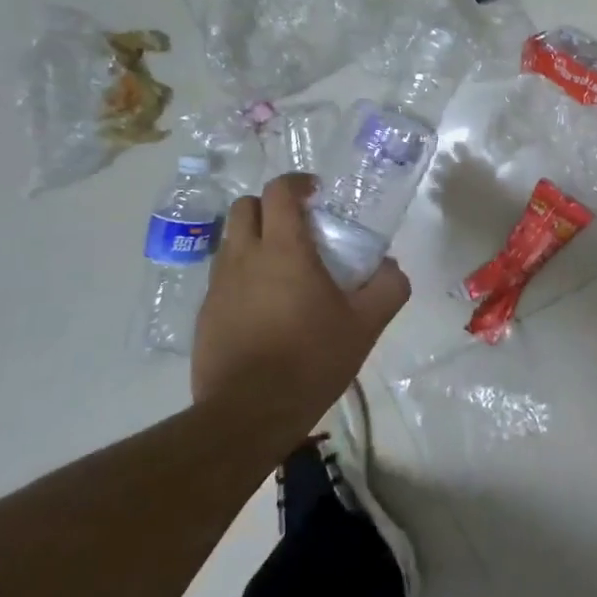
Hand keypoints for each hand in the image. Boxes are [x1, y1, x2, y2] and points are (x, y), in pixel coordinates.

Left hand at [192, 175, 410, 438]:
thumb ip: (387, 287)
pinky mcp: (205, 314)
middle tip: (297, 227)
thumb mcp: (365, 324)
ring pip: (230, 240)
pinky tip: (264, 306)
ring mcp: (219, 285)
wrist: (248, 413)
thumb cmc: (311, 359)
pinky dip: (242, 274)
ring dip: (253, 239)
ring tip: (281, 267)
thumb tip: (390, 267)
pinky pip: (222, 277)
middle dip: (269, 206)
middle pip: (245, 206)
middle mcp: (244, 257)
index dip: (297, 182)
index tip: (316, 193)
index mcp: (283, 249)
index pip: (280, 191)